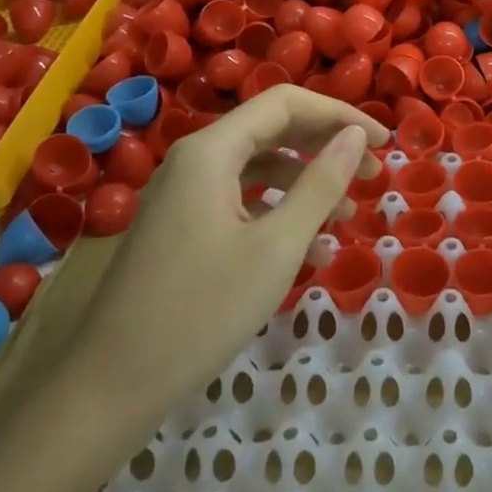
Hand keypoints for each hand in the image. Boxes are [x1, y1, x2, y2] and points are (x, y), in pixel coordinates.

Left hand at [73, 86, 389, 434]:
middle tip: (373, 174)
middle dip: (326, 147)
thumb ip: (321, 184)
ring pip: (258, 167)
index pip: (287, 103)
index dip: (340, 115)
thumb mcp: (277, 246)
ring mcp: (184, 195)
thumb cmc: (201, 311)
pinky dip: (278, 212)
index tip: (383, 142)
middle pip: (273, 130)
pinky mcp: (182, 227)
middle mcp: (195, 160)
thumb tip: (356, 135)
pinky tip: (309, 247)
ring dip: (306, 183)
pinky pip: (240, 200)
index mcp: (212, 150)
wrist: (108, 388)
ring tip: (347, 215)